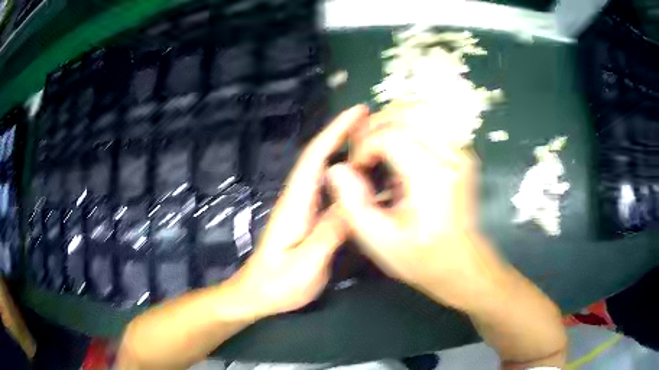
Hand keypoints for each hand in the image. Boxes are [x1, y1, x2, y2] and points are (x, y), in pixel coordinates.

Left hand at [228, 105, 368, 319]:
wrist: (256, 294)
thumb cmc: (278, 283)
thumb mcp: (307, 263)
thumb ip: (330, 232)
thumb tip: (354, 199)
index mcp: (296, 204)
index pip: (315, 158)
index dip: (336, 131)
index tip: (358, 112)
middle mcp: (298, 198)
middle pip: (320, 157)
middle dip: (344, 133)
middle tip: (375, 122)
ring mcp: (302, 208)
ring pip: (325, 171)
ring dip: (346, 150)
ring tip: (376, 142)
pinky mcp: (307, 218)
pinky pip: (329, 189)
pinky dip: (346, 176)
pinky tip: (363, 178)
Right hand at [327, 116, 495, 309]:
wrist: (462, 262)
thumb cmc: (422, 258)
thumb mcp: (380, 241)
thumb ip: (354, 204)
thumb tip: (336, 169)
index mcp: (431, 178)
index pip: (391, 135)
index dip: (365, 145)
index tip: (357, 168)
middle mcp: (450, 156)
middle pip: (406, 113)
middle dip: (375, 126)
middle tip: (362, 151)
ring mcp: (460, 150)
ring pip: (420, 109)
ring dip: (391, 119)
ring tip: (376, 142)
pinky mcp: (461, 150)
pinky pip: (431, 121)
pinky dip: (407, 123)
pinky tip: (396, 142)